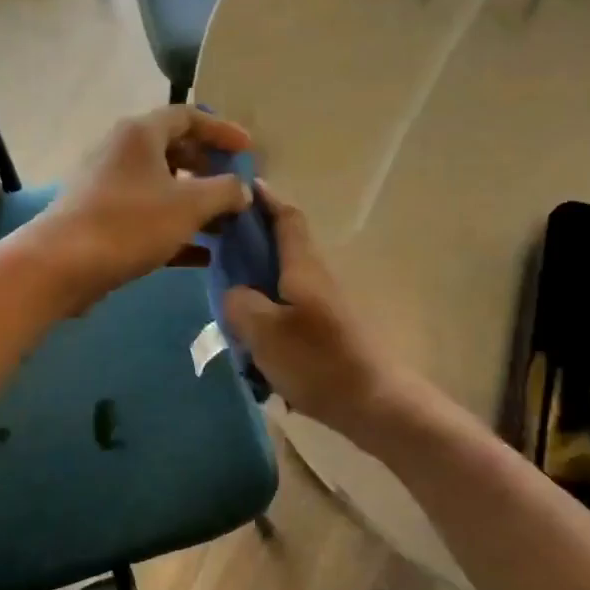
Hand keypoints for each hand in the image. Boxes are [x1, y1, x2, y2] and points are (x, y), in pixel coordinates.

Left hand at [32, 106, 252, 311]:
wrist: (62, 265)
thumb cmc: (129, 224)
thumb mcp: (189, 205)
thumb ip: (225, 192)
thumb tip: (243, 190)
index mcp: (140, 134)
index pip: (188, 117)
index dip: (222, 131)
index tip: (249, 150)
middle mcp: (121, 152)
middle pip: (174, 151)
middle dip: (210, 170)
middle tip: (237, 189)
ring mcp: (108, 187)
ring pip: (162, 188)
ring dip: (196, 204)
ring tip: (226, 225)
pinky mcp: (102, 221)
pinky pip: (148, 218)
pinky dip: (176, 230)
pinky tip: (203, 255)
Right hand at [222, 183, 412, 441]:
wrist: (373, 402)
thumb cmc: (317, 361)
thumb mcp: (264, 331)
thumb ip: (240, 303)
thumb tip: (234, 292)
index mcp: (303, 267)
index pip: (286, 219)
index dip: (266, 200)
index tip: (241, 187)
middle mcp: (316, 279)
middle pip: (282, 249)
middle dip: (252, 243)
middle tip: (216, 249)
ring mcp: (324, 307)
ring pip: (283, 283)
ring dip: (256, 283)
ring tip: (225, 298)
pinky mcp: (326, 333)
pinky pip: (289, 312)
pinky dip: (267, 315)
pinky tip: (250, 340)